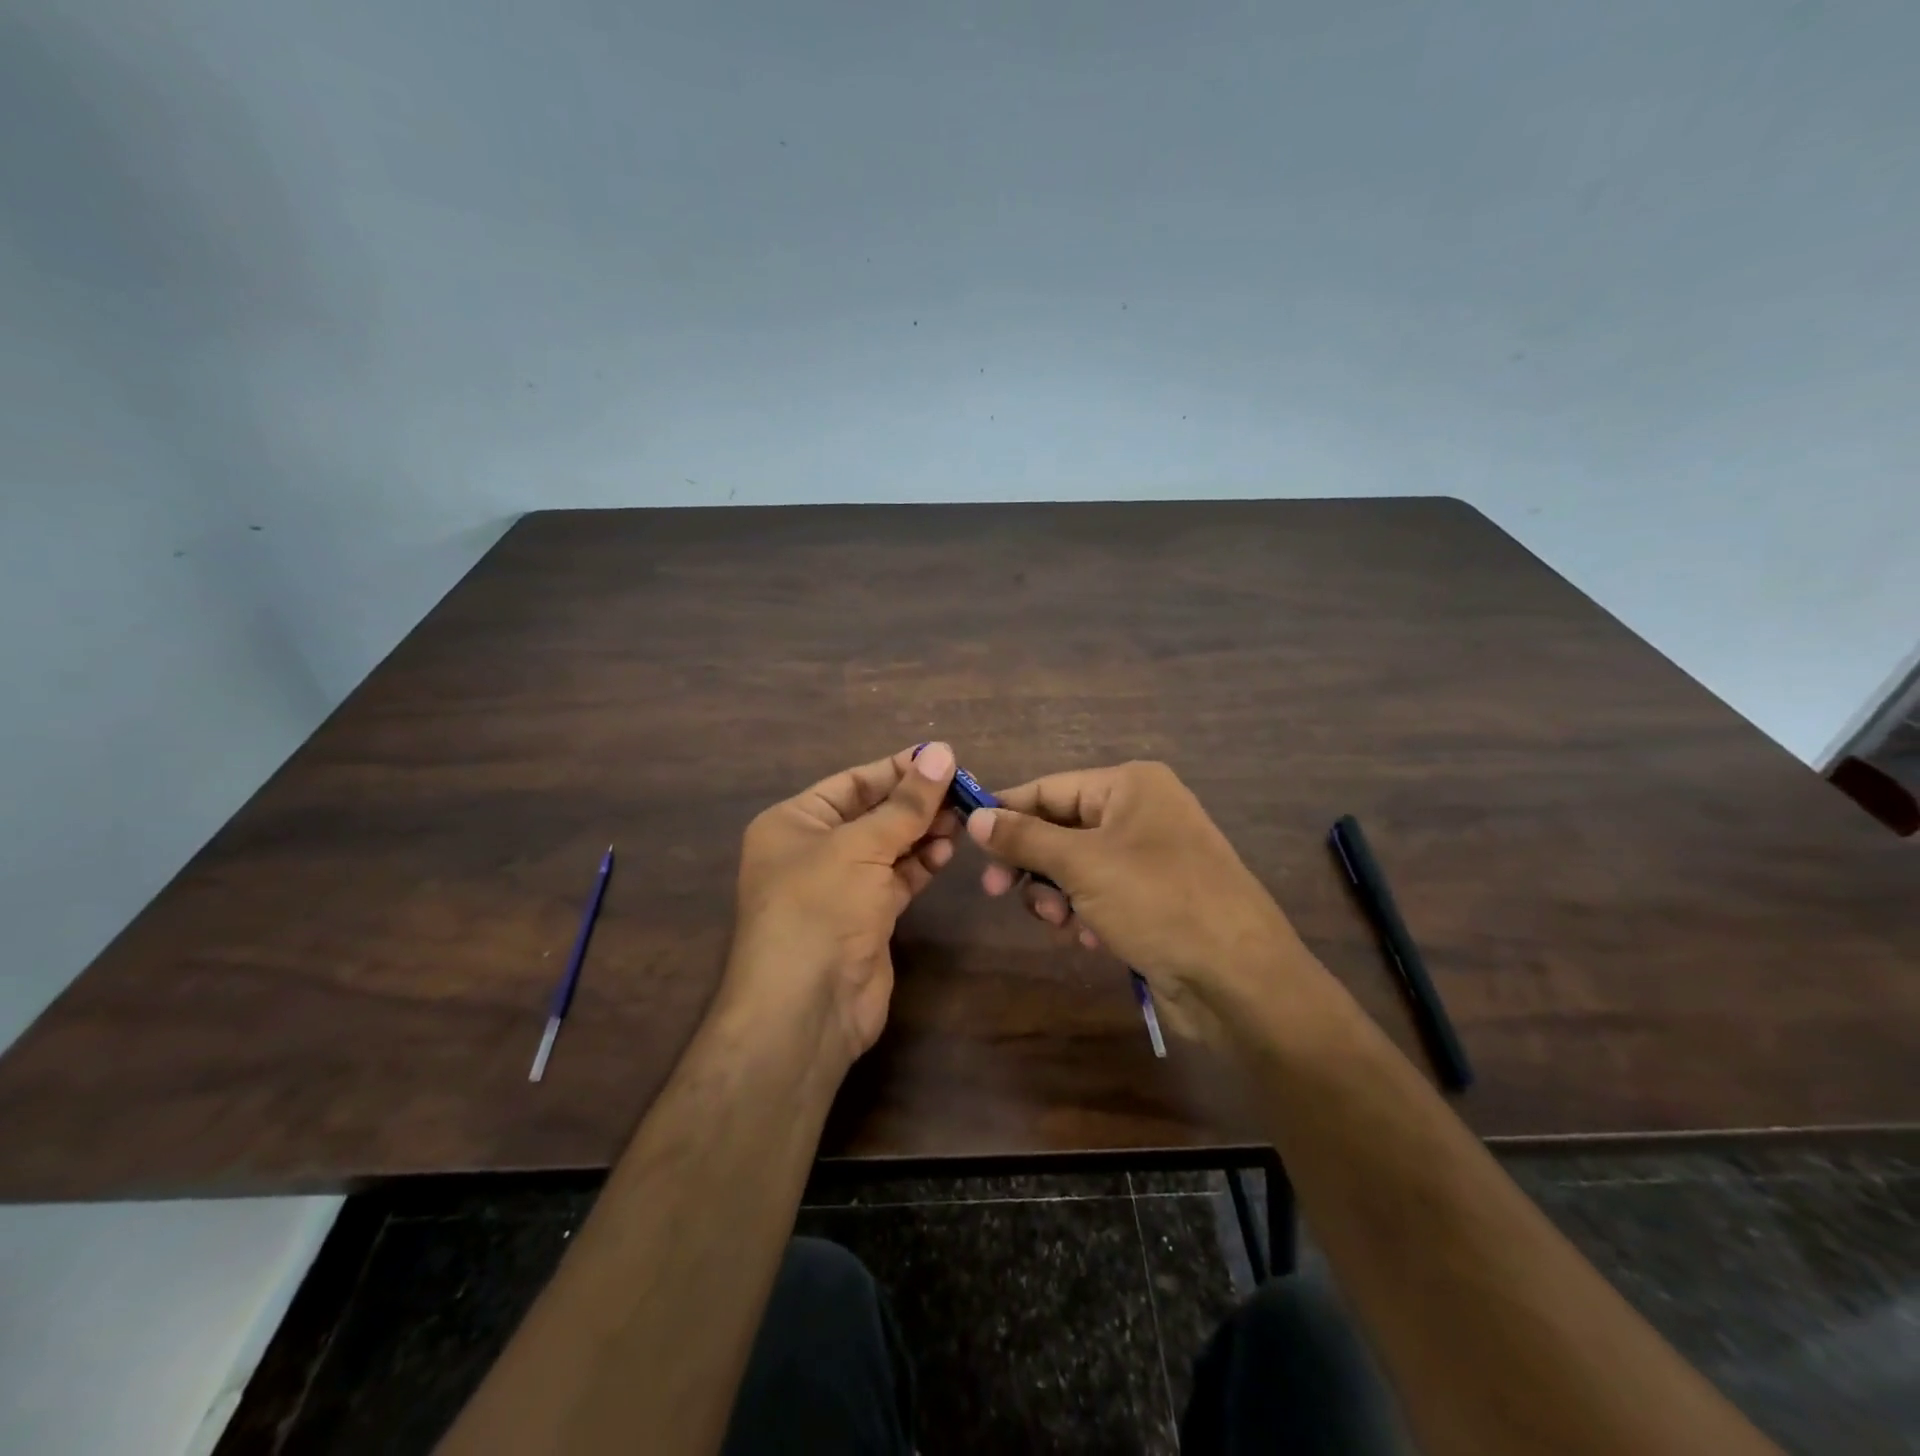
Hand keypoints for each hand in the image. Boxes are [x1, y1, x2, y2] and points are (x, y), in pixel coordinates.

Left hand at [727, 743, 960, 1067]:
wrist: (806, 1007)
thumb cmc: (820, 907)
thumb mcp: (861, 845)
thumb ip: (906, 803)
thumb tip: (942, 752)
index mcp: (793, 822)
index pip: (852, 782)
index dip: (897, 769)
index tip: (944, 757)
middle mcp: (813, 850)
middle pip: (872, 813)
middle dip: (916, 801)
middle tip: (964, 788)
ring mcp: (840, 886)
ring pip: (889, 846)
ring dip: (923, 831)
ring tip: (962, 817)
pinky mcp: (866, 917)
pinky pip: (898, 877)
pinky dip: (922, 862)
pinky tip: (947, 849)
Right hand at [966, 761, 1307, 1043]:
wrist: (1239, 979)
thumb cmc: (1158, 901)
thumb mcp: (1082, 864)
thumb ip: (1025, 838)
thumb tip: (976, 816)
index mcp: (1131, 786)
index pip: (1050, 788)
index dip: (1007, 811)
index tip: (967, 838)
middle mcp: (1141, 813)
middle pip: (1060, 829)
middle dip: (1033, 864)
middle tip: (997, 892)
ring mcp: (1150, 858)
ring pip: (1075, 867)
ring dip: (1058, 895)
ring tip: (1061, 922)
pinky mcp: (1154, 899)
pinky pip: (1100, 895)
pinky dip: (1087, 914)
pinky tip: (1093, 939)